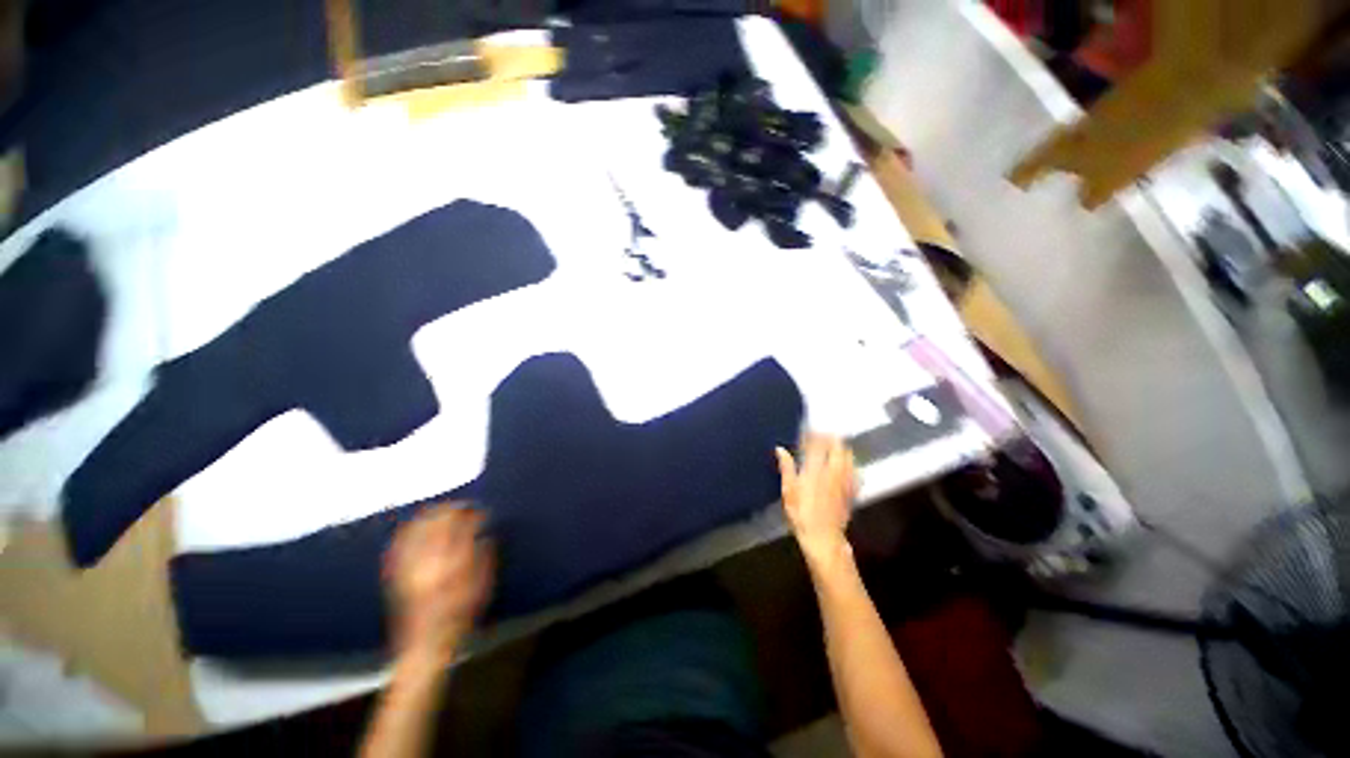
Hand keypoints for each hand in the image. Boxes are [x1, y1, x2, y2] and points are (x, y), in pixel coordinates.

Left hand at [384, 504, 492, 663]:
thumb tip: (485, 534)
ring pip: (416, 528)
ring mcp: (409, 567)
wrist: (425, 645)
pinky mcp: (396, 575)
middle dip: (452, 509)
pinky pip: (399, 544)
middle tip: (464, 507)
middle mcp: (428, 561)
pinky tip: (415, 526)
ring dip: (430, 515)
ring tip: (442, 511)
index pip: (462, 526)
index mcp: (452, 563)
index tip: (481, 511)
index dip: (473, 513)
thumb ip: (485, 556)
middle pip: (437, 521)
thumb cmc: (460, 616)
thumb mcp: (483, 586)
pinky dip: (408, 530)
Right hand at [776, 434, 856, 567]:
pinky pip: (855, 472)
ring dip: (842, 448)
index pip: (817, 444)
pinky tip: (847, 465)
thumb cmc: (801, 514)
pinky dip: (850, 464)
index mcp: (815, 470)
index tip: (809, 429)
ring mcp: (844, 482)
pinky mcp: (851, 492)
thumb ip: (786, 468)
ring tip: (835, 445)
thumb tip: (780, 449)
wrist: (823, 538)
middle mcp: (832, 472)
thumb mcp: (788, 491)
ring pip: (849, 458)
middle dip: (832, 438)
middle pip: (838, 448)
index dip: (814, 434)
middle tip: (824, 434)